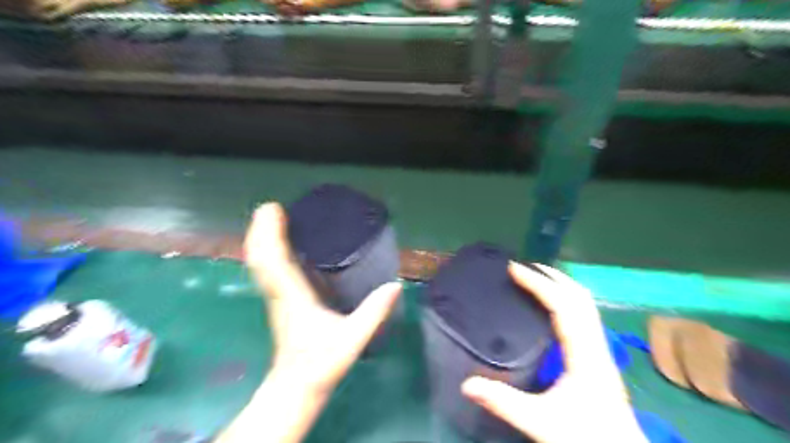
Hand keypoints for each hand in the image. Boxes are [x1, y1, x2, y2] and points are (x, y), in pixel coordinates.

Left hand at [215, 203, 401, 442]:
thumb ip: (373, 313)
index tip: (274, 209)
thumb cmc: (322, 363)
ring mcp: (275, 297)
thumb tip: (395, 285)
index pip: (274, 261)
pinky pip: (267, 270)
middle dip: (261, 230)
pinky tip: (279, 244)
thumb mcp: (352, 339)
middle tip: (271, 207)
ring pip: (260, 263)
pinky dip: (268, 252)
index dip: (271, 234)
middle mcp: (278, 293)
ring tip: (273, 218)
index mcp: (293, 297)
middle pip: (260, 257)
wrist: (297, 386)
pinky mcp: (278, 301)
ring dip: (261, 239)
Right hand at [461, 263, 644, 441]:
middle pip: (580, 297)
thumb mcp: (540, 422)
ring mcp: (601, 350)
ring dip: (561, 285)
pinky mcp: (599, 357)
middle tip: (524, 267)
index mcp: (584, 355)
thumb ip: (503, 403)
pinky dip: (566, 299)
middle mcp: (596, 346)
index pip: (563, 306)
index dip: (538, 283)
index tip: (514, 269)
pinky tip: (551, 306)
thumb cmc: (585, 437)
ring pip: (586, 305)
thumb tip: (467, 384)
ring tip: (535, 278)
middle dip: (552, 276)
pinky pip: (584, 315)